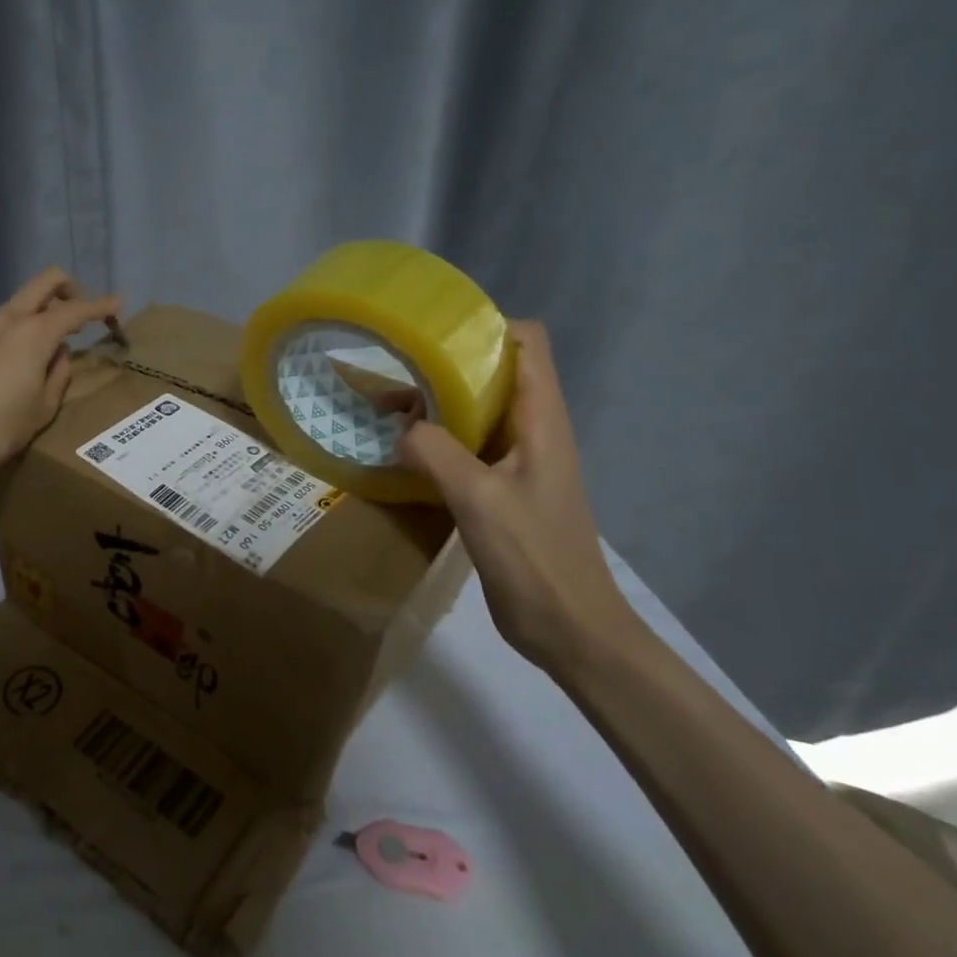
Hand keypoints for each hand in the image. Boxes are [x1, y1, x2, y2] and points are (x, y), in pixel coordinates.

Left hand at [0, 268, 122, 490]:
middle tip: (83, 313)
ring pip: (21, 301)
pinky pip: (2, 321)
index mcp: (34, 333)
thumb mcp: (42, 408)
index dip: (101, 306)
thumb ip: (58, 374)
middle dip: (70, 289)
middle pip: (46, 282)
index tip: (118, 304)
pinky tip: (20, 358)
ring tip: (52, 344)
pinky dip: (21, 326)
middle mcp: (8, 318)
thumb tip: (59, 353)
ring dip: (42, 310)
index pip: (76, 309)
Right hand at [398, 321, 637, 674]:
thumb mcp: (480, 500)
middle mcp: (533, 430)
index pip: (527, 343)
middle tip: (394, 375)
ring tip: (386, 413)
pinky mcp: (502, 489)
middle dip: (445, 367)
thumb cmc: (535, 558)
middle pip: (494, 373)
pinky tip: (403, 456)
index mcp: (541, 420)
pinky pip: (467, 447)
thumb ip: (436, 453)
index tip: (433, 337)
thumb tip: (401, 428)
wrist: (570, 628)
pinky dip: (437, 441)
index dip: (485, 328)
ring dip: (436, 406)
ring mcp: (518, 461)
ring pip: (477, 411)